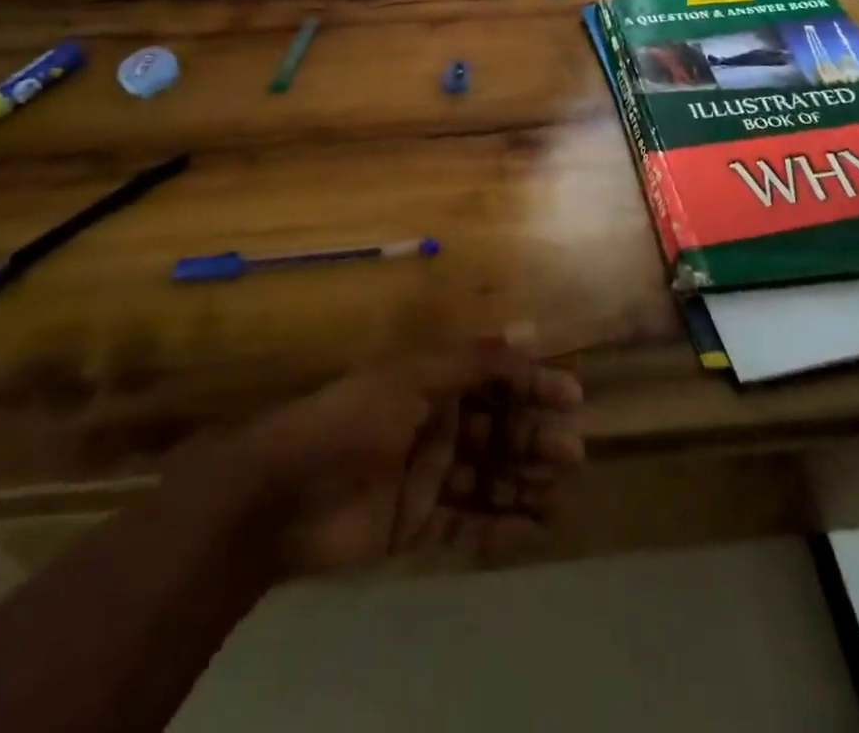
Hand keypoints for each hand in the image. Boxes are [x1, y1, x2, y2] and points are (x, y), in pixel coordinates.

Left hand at [205, 338, 584, 575]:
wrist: (285, 493)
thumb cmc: (355, 419)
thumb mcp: (415, 378)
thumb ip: (475, 361)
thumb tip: (530, 328)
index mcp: (433, 383)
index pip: (494, 379)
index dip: (533, 385)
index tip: (572, 397)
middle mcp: (436, 424)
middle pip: (496, 431)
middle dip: (533, 439)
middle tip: (572, 453)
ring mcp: (427, 475)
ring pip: (488, 478)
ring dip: (523, 483)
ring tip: (560, 494)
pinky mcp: (416, 523)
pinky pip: (467, 524)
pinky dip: (500, 528)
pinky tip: (534, 530)